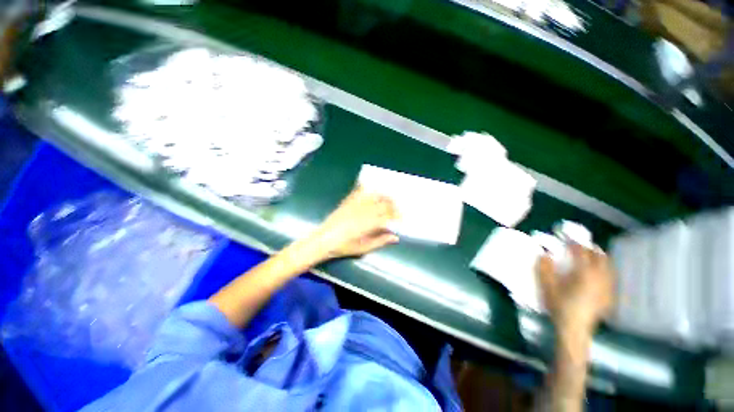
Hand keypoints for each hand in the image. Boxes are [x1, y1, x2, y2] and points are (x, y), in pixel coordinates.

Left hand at [309, 186, 398, 259]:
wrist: (323, 240)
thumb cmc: (344, 247)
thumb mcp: (363, 248)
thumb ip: (380, 241)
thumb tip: (395, 237)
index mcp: (369, 223)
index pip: (388, 215)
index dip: (396, 216)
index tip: (400, 218)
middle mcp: (364, 211)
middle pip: (383, 202)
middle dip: (393, 204)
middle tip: (396, 209)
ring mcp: (355, 204)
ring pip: (374, 195)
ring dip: (383, 196)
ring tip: (387, 199)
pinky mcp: (347, 201)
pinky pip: (359, 192)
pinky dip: (367, 190)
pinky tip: (371, 190)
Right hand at [536, 244, 614, 332]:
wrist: (574, 328)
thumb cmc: (560, 306)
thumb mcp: (547, 286)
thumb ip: (545, 269)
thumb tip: (544, 255)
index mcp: (584, 273)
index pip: (581, 252)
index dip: (573, 243)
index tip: (566, 238)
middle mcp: (599, 277)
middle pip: (599, 256)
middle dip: (589, 248)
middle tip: (579, 245)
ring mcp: (606, 286)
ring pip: (607, 265)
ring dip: (599, 257)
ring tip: (590, 255)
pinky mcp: (608, 294)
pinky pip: (610, 276)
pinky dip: (605, 269)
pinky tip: (598, 272)